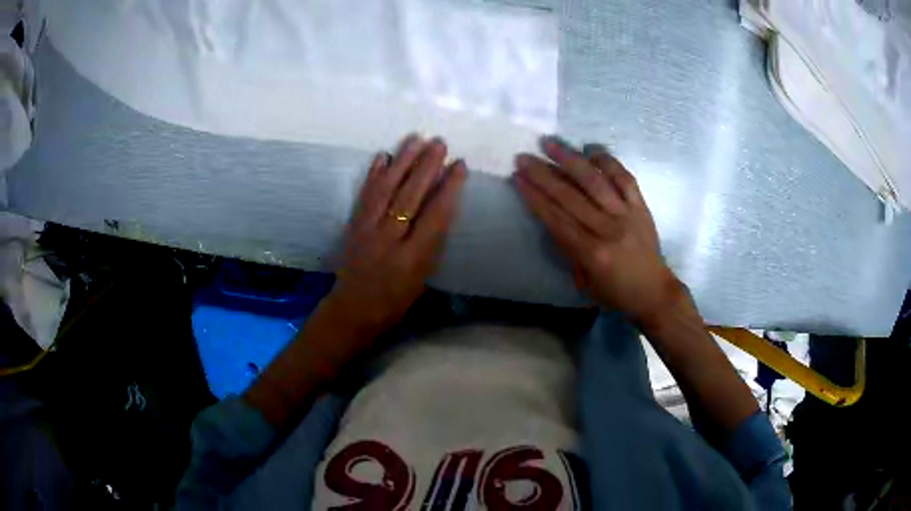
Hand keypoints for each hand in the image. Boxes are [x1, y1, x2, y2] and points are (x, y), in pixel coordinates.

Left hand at [328, 135, 466, 332]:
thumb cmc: (395, 301)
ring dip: (401, 161)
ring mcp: (367, 230)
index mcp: (412, 259)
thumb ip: (432, 245)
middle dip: (426, 166)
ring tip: (415, 139)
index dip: (449, 188)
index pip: (435, 216)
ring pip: (386, 190)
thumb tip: (442, 209)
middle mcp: (389, 240)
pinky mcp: (352, 225)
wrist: (353, 309)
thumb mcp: (423, 280)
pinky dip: (373, 174)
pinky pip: (364, 195)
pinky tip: (382, 156)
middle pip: (409, 196)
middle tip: (439, 143)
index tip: (459, 165)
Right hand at [512, 137, 683, 324]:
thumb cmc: (615, 292)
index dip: (534, 196)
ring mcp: (626, 214)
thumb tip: (551, 217)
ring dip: (570, 159)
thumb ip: (567, 249)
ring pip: (594, 181)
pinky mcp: (641, 206)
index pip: (556, 218)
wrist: (654, 292)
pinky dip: (608, 161)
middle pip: (570, 196)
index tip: (517, 177)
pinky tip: (590, 149)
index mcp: (591, 253)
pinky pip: (624, 178)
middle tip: (524, 157)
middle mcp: (608, 229)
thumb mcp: (582, 280)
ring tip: (549, 143)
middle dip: (543, 174)